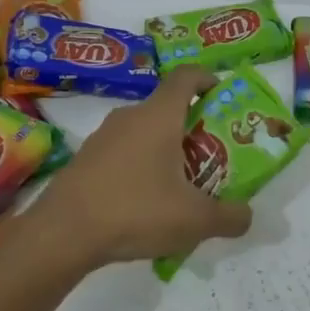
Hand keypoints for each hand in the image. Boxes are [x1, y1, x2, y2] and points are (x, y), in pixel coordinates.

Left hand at [32, 66, 252, 266]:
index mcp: (159, 116)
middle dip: (192, 127)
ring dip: (165, 150)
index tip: (222, 95)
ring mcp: (102, 137)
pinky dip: (140, 168)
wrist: (62, 234)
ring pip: (143, 132)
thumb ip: (229, 216)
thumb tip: (247, 215)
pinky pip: (122, 153)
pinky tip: (145, 205)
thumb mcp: (195, 220)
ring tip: (181, 185)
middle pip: (167, 108)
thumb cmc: (136, 211)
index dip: (208, 79)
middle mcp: (130, 116)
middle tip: (211, 156)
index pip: (186, 76)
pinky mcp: (84, 160)